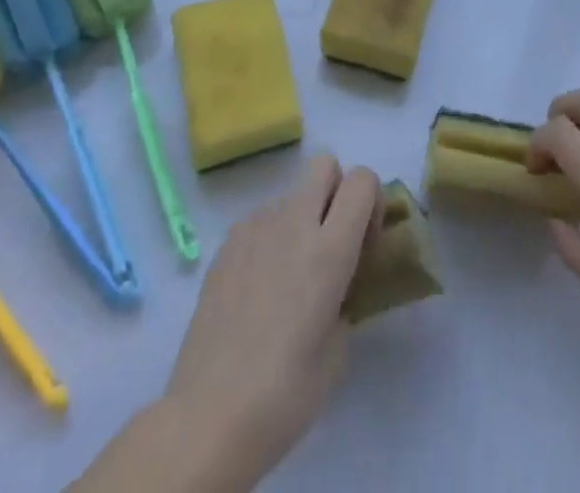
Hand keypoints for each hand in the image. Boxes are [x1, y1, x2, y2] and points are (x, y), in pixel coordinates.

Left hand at [163, 155, 381, 483]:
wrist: (209, 414)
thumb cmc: (285, 393)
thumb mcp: (338, 350)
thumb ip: (345, 298)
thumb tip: (335, 287)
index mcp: (330, 249)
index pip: (362, 179)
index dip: (370, 203)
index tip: (363, 245)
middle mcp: (294, 223)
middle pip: (324, 164)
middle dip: (335, 191)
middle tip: (330, 241)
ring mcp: (256, 227)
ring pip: (291, 195)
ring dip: (301, 219)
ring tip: (287, 276)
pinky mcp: (227, 242)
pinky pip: (261, 219)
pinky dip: (270, 238)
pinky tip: (258, 287)